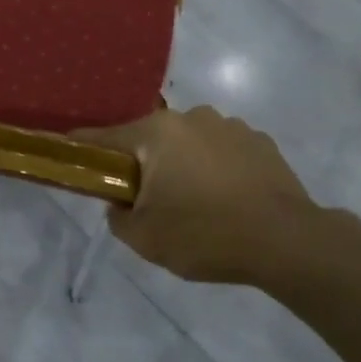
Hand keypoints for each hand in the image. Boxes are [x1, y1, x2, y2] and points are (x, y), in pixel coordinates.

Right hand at [76, 106, 320, 285]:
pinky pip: (222, 152)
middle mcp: (190, 117)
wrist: (290, 243)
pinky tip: (227, 201)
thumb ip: (118, 217)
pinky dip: (216, 170)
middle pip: (149, 139)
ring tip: (196, 204)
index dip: (83, 149)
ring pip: (188, 144)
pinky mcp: (260, 143)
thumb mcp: (146, 239)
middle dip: (143, 164)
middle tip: (148, 201)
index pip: (103, 137)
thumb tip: (120, 203)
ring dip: (183, 165)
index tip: (70, 156)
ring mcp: (230, 126)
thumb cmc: (206, 235)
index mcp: (156, 133)